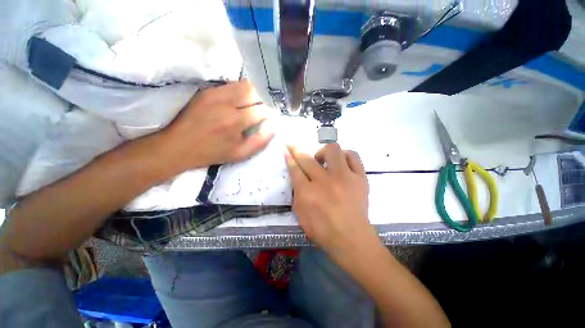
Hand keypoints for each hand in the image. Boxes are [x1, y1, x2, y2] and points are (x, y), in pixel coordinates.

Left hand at [158, 80, 273, 173]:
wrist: (178, 145)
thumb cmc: (213, 152)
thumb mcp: (241, 154)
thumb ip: (261, 140)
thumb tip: (274, 126)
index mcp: (236, 121)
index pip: (263, 109)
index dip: (270, 112)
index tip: (271, 117)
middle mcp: (227, 103)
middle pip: (255, 92)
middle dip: (264, 100)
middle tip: (264, 109)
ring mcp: (215, 93)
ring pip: (244, 85)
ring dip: (254, 93)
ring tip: (254, 103)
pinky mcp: (207, 90)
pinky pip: (231, 85)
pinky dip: (241, 90)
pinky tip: (240, 100)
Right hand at [285, 143, 377, 262]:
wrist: (352, 239)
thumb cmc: (323, 231)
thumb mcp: (300, 214)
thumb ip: (297, 193)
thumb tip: (298, 176)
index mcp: (307, 193)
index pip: (295, 169)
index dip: (289, 157)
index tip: (286, 149)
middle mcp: (324, 182)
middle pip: (307, 158)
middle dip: (296, 149)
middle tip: (294, 146)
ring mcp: (344, 177)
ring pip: (332, 150)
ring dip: (323, 152)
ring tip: (323, 160)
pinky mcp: (360, 178)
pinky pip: (353, 156)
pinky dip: (345, 156)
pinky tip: (341, 162)